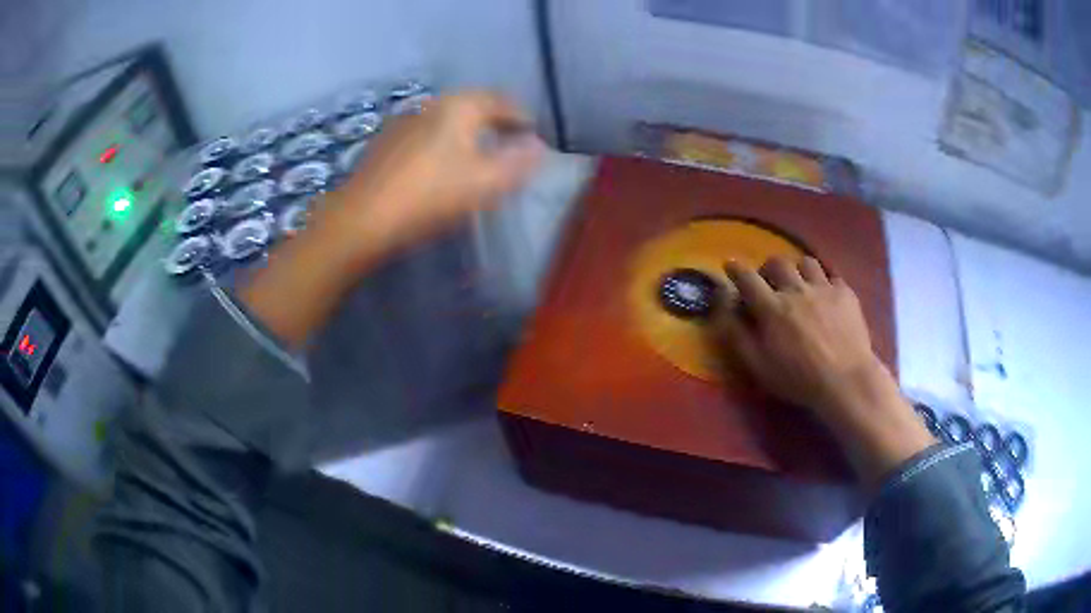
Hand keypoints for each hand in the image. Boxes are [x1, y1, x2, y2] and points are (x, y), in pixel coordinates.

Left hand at [324, 91, 545, 262]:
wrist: (363, 217)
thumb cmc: (431, 195)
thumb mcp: (486, 182)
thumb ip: (519, 163)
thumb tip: (539, 147)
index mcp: (461, 106)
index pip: (502, 102)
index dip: (522, 117)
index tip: (534, 134)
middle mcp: (433, 103)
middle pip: (474, 105)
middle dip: (496, 121)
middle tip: (510, 142)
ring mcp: (406, 120)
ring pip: (448, 118)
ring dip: (469, 130)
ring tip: (479, 152)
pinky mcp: (387, 141)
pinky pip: (428, 132)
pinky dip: (444, 140)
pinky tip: (441, 162)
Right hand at [716, 256, 935, 486]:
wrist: (846, 380)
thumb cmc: (798, 379)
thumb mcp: (759, 366)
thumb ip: (737, 334)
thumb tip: (724, 305)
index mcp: (772, 308)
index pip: (747, 278)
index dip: (736, 269)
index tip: (730, 265)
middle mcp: (796, 290)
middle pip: (777, 262)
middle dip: (768, 268)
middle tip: (770, 281)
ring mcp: (823, 288)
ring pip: (806, 262)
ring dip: (798, 270)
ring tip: (800, 284)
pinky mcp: (845, 292)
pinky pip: (832, 275)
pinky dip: (824, 281)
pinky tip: (826, 295)